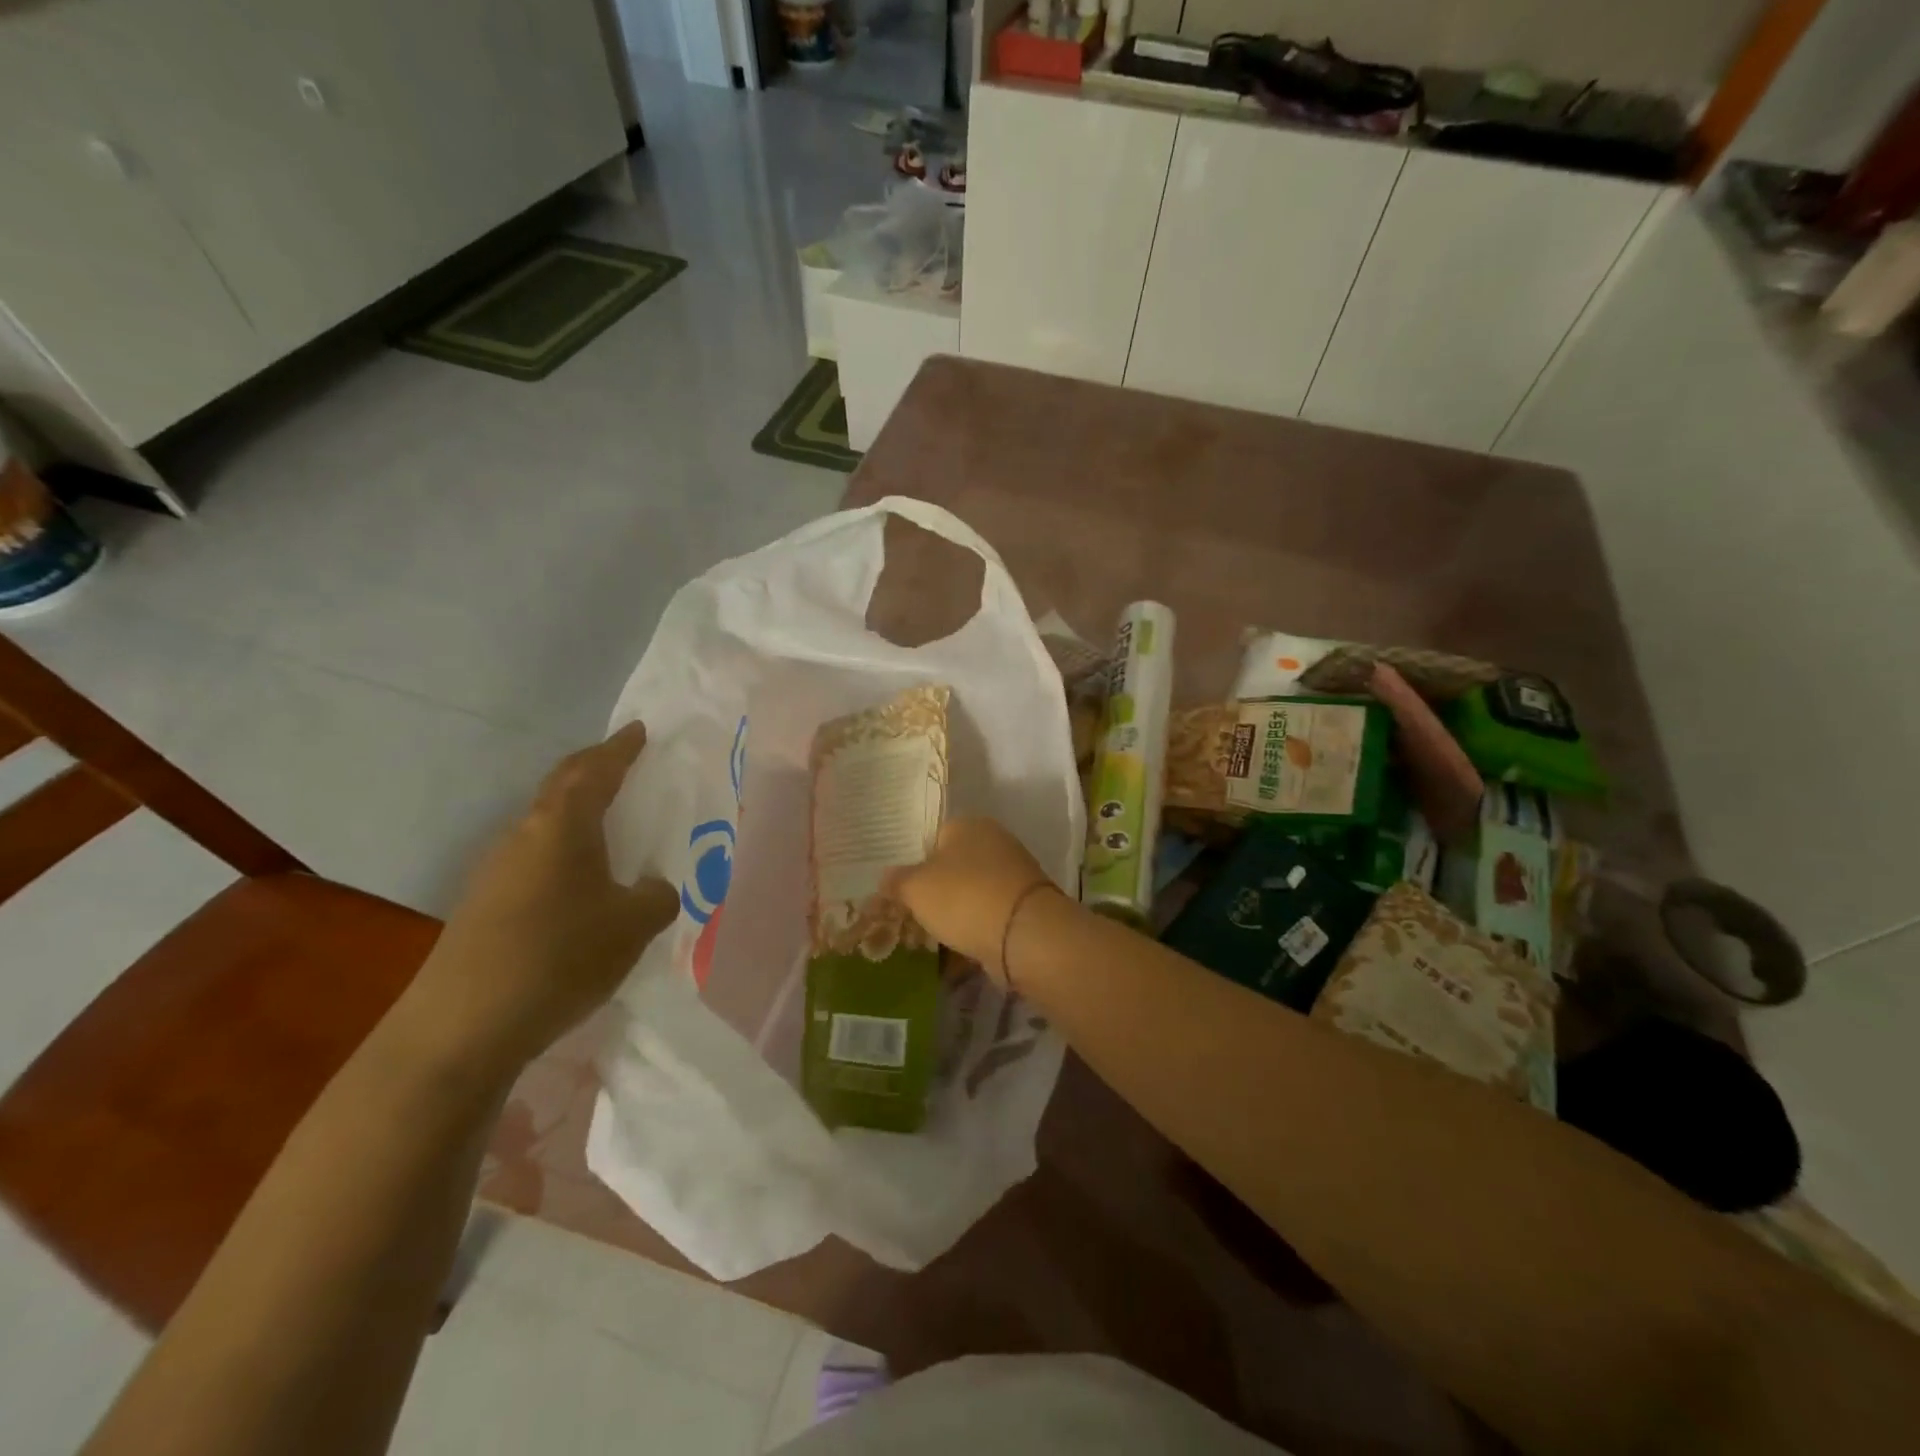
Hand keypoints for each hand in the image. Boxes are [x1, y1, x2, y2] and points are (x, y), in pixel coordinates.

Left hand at [400, 721, 677, 1079]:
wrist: (461, 1027)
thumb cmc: (560, 957)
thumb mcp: (634, 925)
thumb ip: (658, 896)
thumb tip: (652, 888)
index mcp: (562, 826)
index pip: (595, 770)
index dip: (620, 749)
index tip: (639, 730)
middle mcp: (524, 836)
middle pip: (562, 788)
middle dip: (595, 770)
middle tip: (626, 763)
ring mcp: (497, 871)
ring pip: (546, 825)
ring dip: (579, 814)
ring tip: (611, 824)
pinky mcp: (485, 905)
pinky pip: (536, 859)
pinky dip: (565, 852)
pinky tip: (582, 882)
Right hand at [882, 817, 1059, 982]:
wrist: (1025, 934)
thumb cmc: (964, 897)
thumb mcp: (915, 888)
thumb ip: (896, 881)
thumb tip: (886, 878)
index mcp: (968, 825)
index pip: (934, 838)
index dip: (916, 865)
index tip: (903, 894)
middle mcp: (995, 842)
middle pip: (954, 868)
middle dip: (935, 894)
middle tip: (913, 920)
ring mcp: (1014, 875)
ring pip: (972, 895)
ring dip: (955, 916)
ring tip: (933, 941)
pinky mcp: (1025, 907)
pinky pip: (989, 918)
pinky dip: (974, 933)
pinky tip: (957, 955)